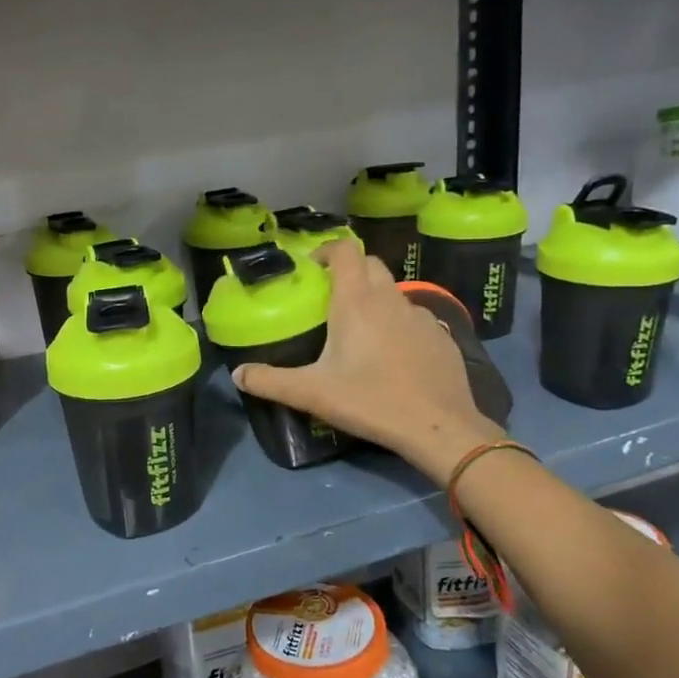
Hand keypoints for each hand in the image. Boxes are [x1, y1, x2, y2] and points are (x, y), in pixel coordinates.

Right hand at [232, 240, 503, 484]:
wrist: (439, 427)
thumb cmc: (370, 401)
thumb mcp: (311, 394)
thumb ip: (270, 382)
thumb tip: (236, 374)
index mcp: (356, 301)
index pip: (344, 250)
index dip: (326, 250)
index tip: (312, 267)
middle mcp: (389, 298)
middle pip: (370, 264)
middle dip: (350, 270)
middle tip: (331, 296)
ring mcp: (421, 315)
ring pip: (394, 292)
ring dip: (375, 298)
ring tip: (360, 329)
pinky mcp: (442, 335)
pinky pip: (415, 317)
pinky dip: (399, 323)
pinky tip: (393, 354)